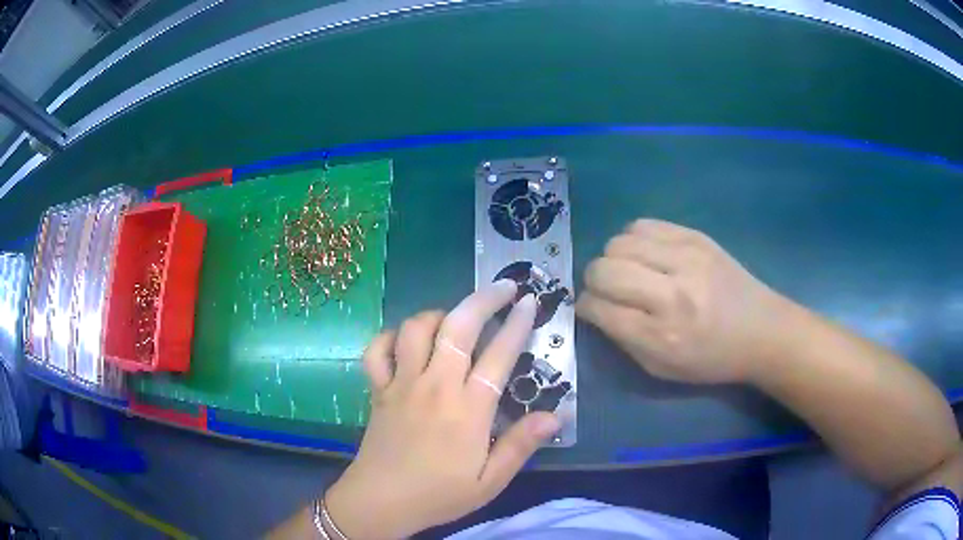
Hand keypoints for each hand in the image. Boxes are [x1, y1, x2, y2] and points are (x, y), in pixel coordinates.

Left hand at [325, 281, 560, 538]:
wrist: (381, 502)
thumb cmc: (439, 495)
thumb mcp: (489, 482)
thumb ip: (520, 446)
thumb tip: (554, 416)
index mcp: (467, 410)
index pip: (498, 355)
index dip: (517, 324)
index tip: (530, 302)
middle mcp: (434, 386)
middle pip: (458, 326)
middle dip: (484, 299)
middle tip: (504, 288)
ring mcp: (401, 384)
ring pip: (416, 328)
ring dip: (439, 314)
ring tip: (455, 319)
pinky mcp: (378, 389)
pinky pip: (377, 350)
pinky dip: (390, 336)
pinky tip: (404, 341)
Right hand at [576, 219, 791, 383]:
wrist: (762, 330)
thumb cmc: (711, 359)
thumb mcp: (662, 369)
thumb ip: (623, 340)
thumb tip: (594, 308)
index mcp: (661, 334)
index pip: (599, 308)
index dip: (585, 307)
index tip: (591, 309)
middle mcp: (671, 292)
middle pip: (603, 269)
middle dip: (594, 281)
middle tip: (607, 290)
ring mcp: (685, 257)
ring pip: (618, 242)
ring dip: (613, 258)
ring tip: (629, 271)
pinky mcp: (695, 236)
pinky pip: (643, 224)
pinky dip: (634, 240)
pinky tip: (646, 255)